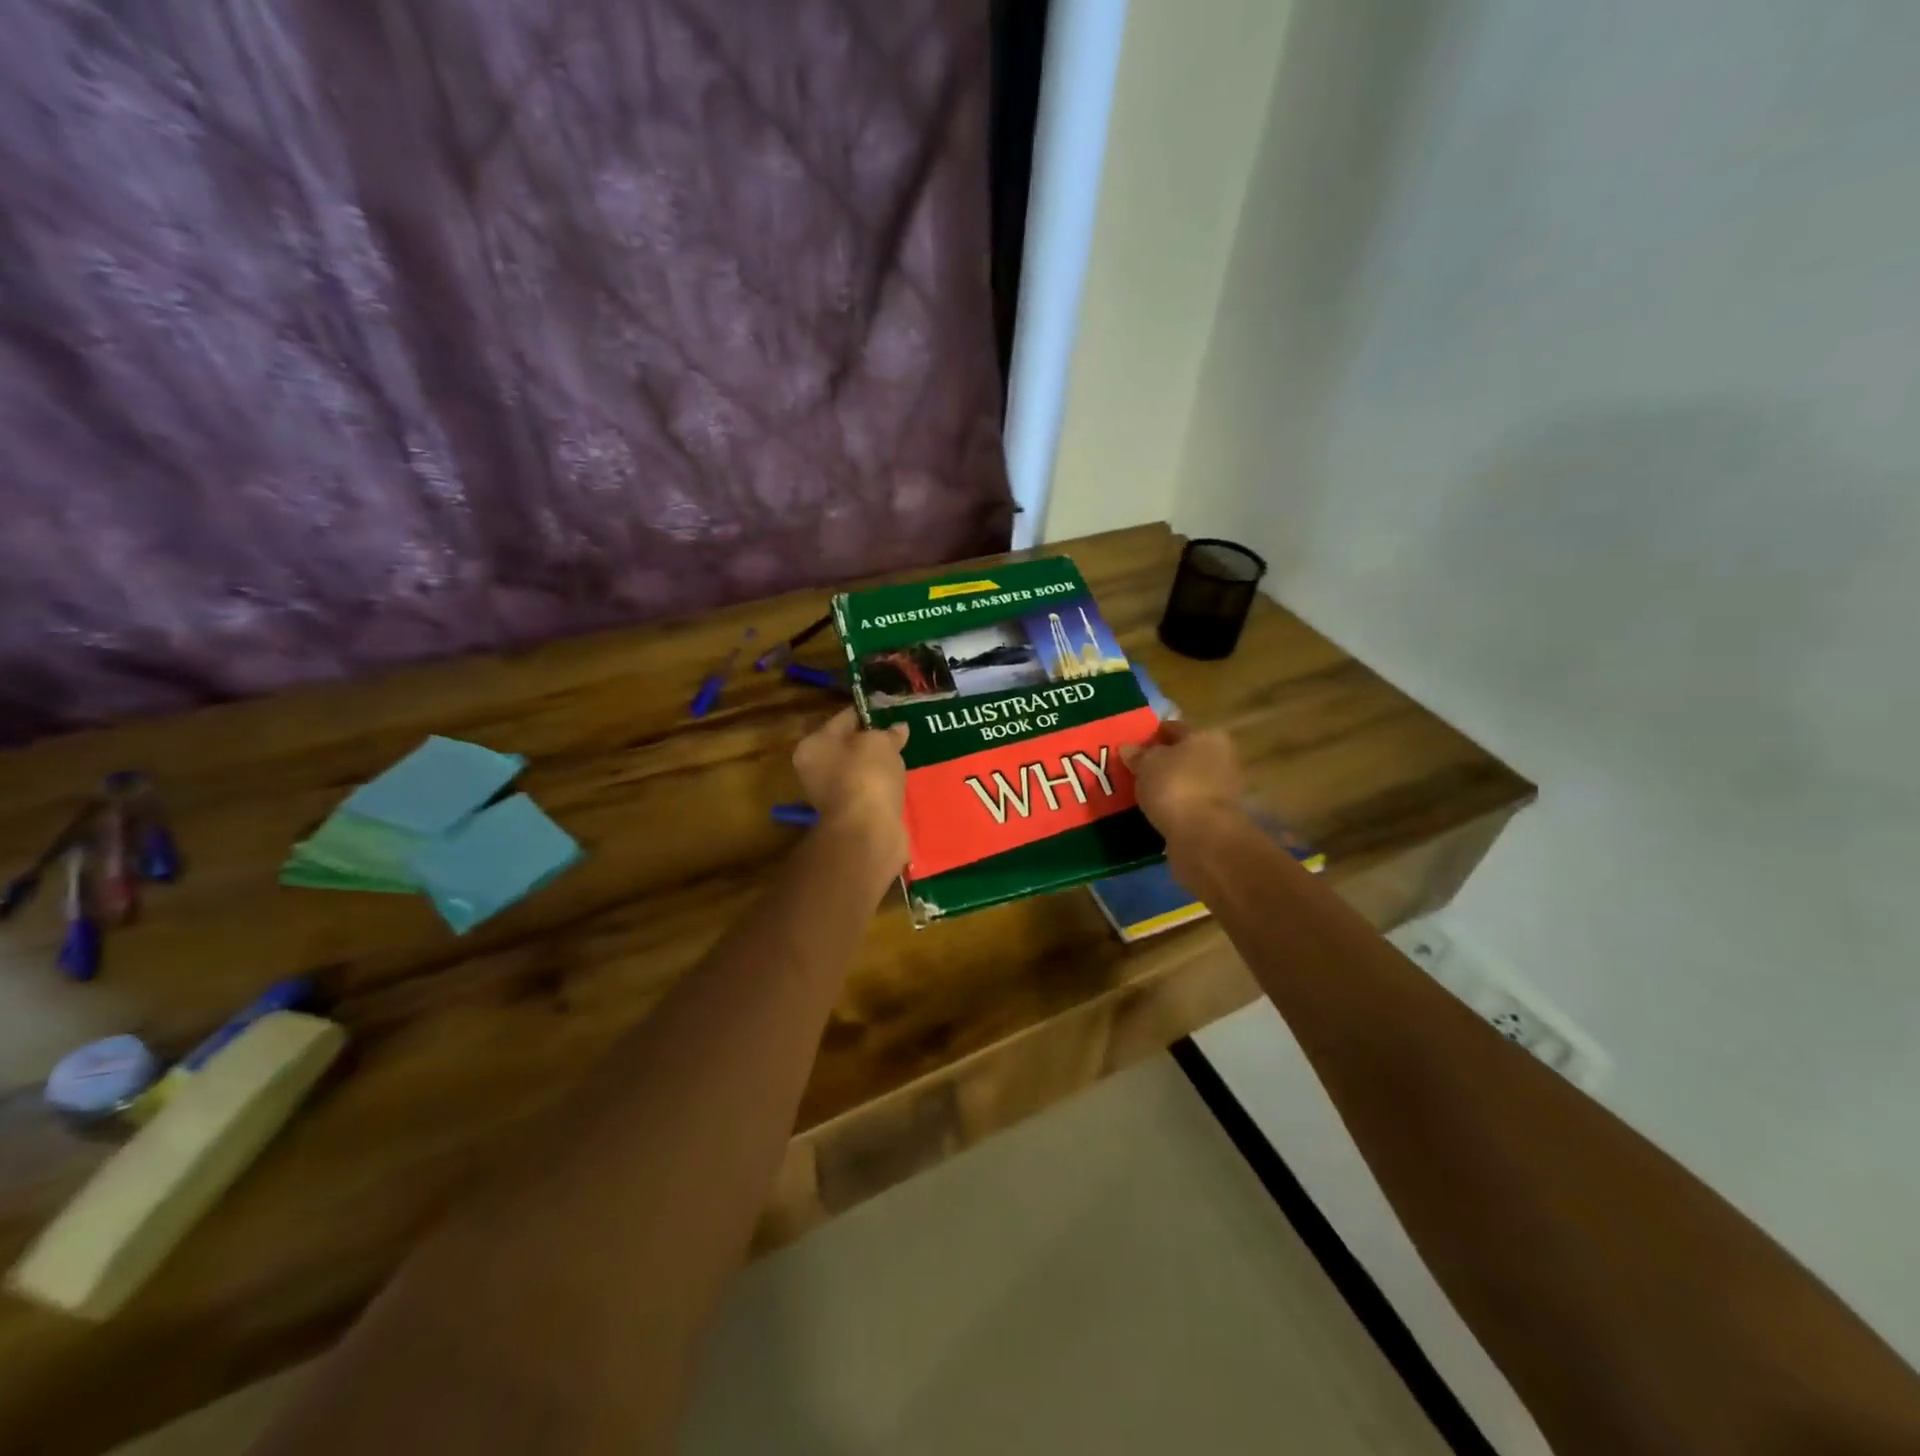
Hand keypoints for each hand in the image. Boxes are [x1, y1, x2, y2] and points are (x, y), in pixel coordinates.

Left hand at [793, 707, 910, 877]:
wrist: (868, 831)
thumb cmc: (866, 775)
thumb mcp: (879, 741)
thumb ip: (888, 732)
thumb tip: (898, 729)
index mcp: (813, 745)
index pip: (843, 718)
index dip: (869, 712)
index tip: (892, 710)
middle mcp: (817, 770)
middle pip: (850, 746)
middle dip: (875, 740)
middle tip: (902, 733)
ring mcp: (834, 795)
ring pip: (862, 770)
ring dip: (881, 765)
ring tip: (907, 755)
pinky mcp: (853, 814)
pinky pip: (871, 791)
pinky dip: (885, 786)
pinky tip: (902, 780)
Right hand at [1120, 721, 1244, 847]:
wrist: (1202, 836)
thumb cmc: (1174, 786)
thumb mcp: (1146, 764)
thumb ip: (1137, 755)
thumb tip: (1128, 748)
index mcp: (1207, 737)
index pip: (1174, 728)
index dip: (1152, 734)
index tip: (1131, 745)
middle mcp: (1220, 759)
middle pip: (1183, 755)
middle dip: (1161, 762)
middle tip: (1133, 770)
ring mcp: (1221, 790)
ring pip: (1186, 781)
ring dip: (1167, 785)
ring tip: (1140, 792)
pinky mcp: (1215, 817)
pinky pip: (1187, 804)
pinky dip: (1173, 806)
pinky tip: (1154, 810)